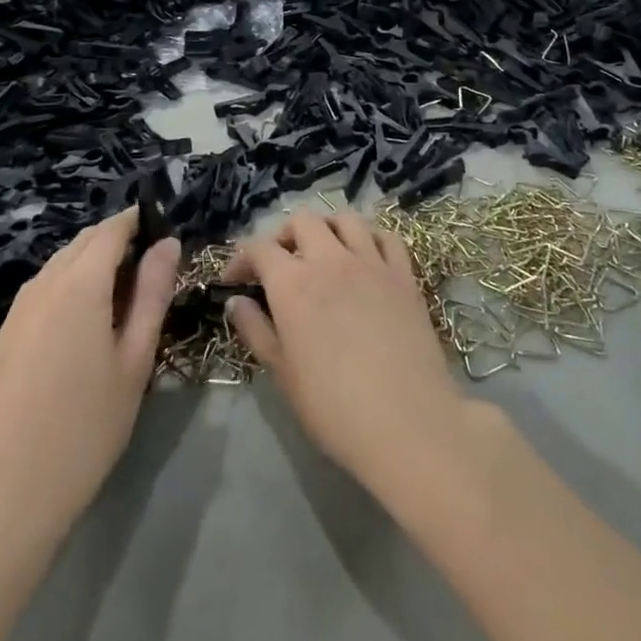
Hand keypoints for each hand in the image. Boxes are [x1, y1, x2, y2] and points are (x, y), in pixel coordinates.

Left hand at [0, 209, 179, 541]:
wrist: (7, 498)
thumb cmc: (86, 428)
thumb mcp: (134, 360)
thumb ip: (152, 295)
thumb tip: (168, 244)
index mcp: (79, 285)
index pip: (111, 230)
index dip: (138, 221)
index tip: (164, 227)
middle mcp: (42, 286)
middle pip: (82, 242)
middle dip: (116, 240)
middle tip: (151, 265)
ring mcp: (16, 312)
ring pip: (58, 265)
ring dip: (91, 263)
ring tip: (123, 294)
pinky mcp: (2, 339)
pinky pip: (40, 291)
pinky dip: (67, 286)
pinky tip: (83, 323)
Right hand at [225, 211, 470, 499]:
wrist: (406, 422)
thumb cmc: (334, 407)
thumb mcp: (282, 373)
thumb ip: (255, 330)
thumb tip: (236, 302)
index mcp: (293, 284)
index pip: (259, 248)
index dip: (241, 259)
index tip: (234, 281)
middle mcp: (330, 260)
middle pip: (303, 221)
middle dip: (284, 235)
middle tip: (279, 262)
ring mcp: (372, 262)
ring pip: (346, 218)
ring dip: (328, 227)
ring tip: (322, 249)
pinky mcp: (404, 274)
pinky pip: (386, 237)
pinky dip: (369, 237)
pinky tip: (365, 256)